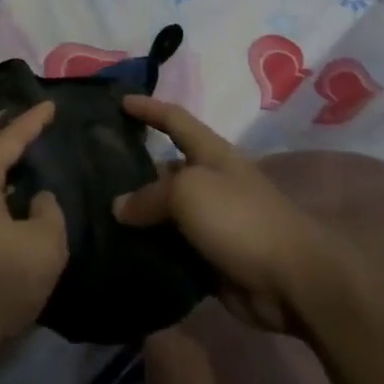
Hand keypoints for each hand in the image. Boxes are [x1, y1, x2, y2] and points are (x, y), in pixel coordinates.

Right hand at [114, 96, 321, 333]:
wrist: (292, 281)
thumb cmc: (240, 219)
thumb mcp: (188, 193)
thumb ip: (149, 196)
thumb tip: (120, 208)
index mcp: (211, 154)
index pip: (175, 121)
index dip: (149, 109)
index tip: (120, 102)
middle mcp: (211, 184)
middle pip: (165, 172)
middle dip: (133, 173)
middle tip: (91, 178)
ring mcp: (212, 223)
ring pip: (165, 215)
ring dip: (137, 220)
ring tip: (95, 220)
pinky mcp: (211, 260)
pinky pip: (172, 250)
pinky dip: (150, 252)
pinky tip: (119, 255)